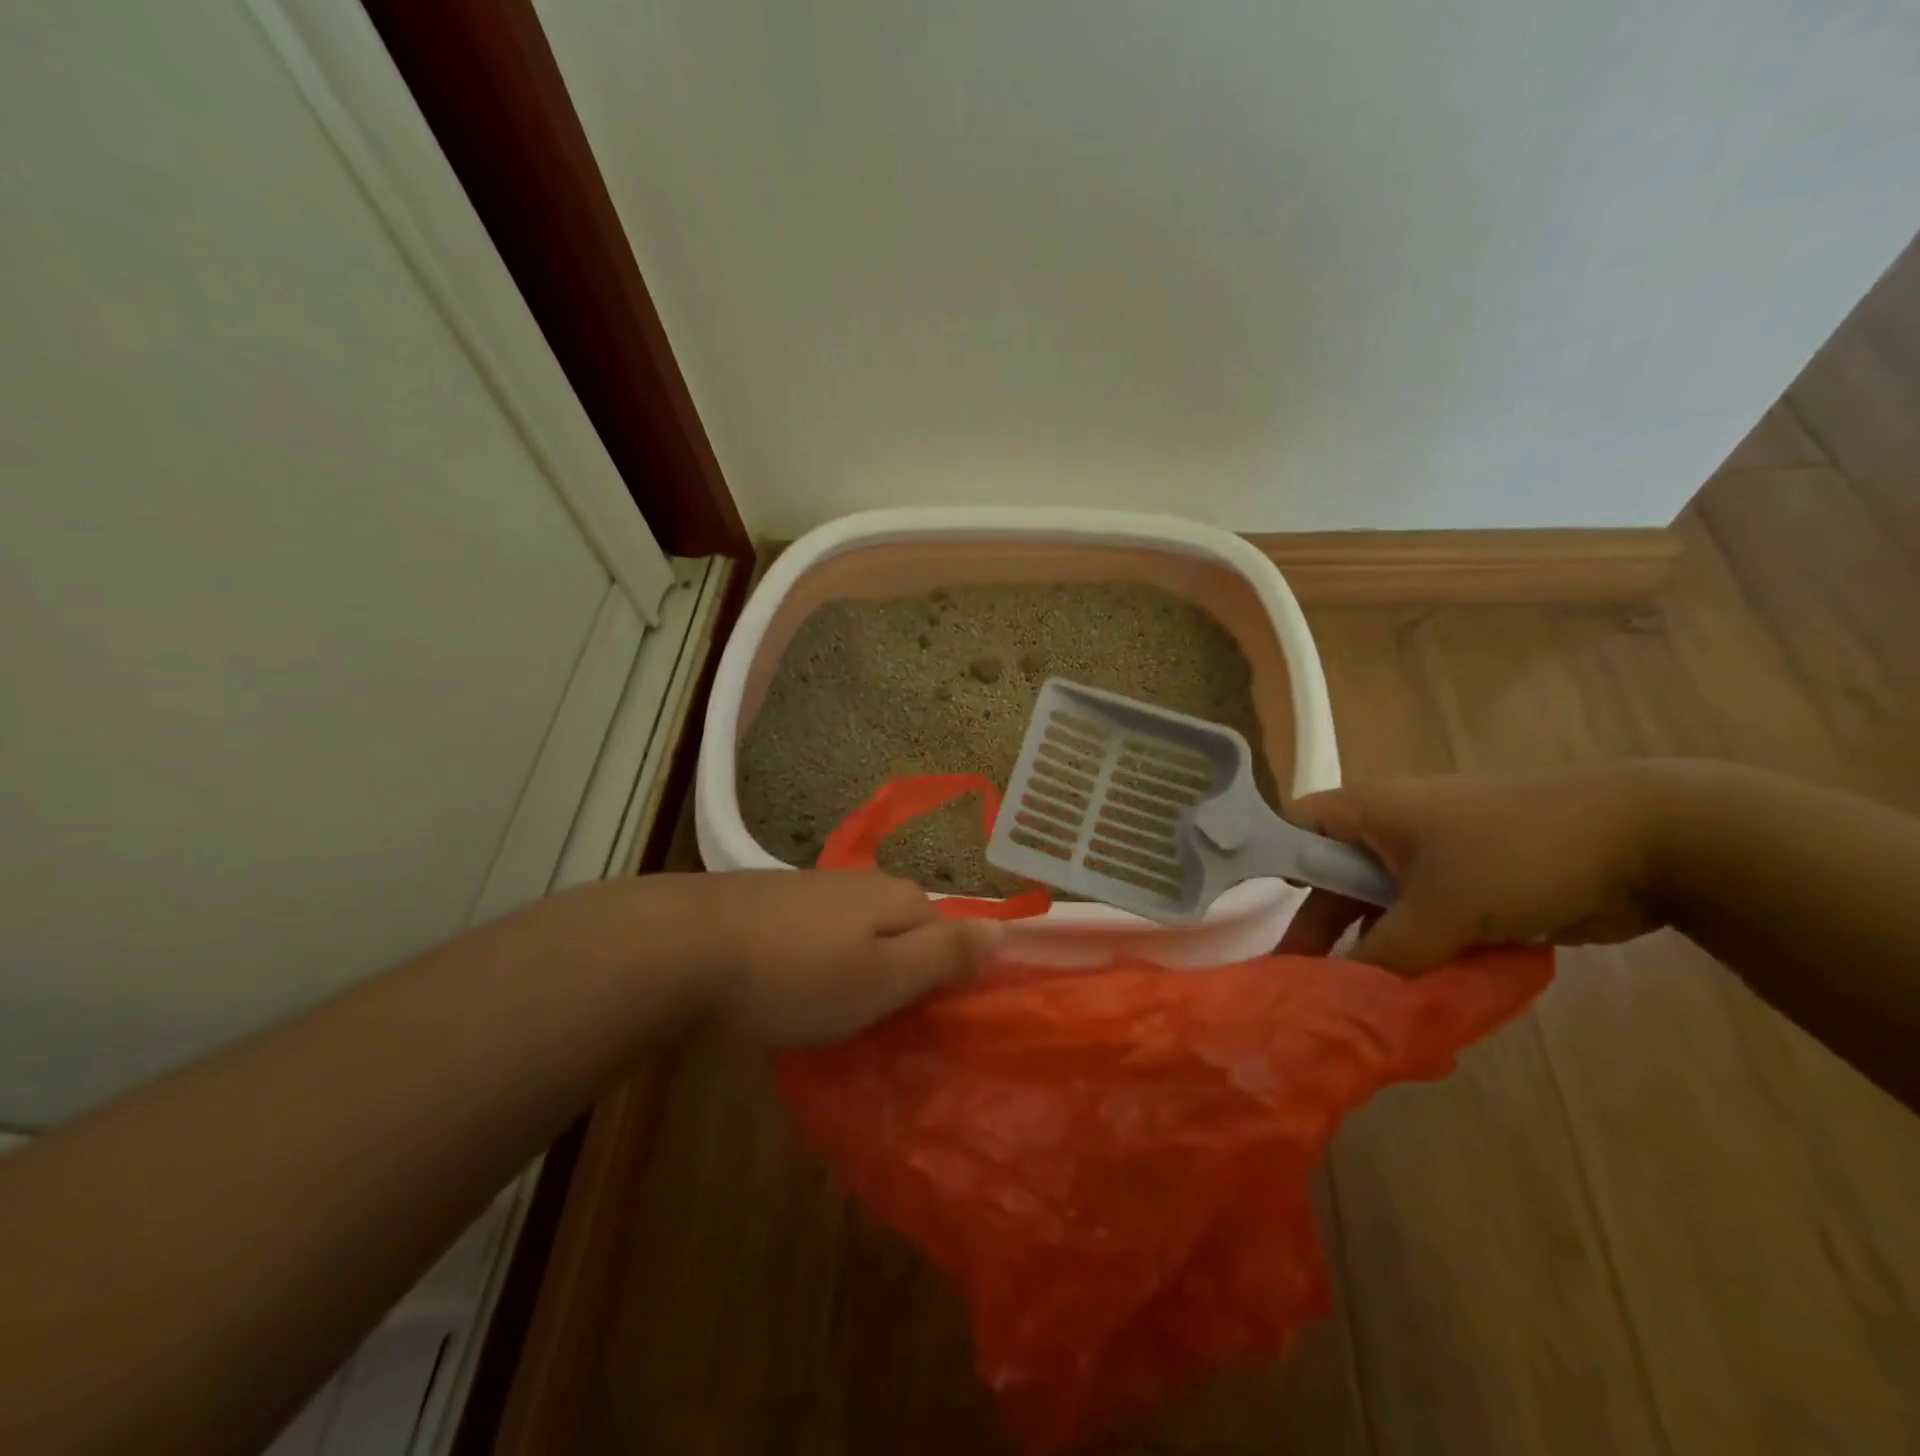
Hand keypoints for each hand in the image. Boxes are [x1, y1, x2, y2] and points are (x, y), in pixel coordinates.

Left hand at [672, 871, 999, 1044]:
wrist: (684, 947)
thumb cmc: (795, 975)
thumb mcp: (883, 977)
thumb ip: (944, 954)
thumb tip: (1004, 928)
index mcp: (896, 898)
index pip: (947, 932)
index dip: (943, 977)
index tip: (920, 1021)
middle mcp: (860, 882)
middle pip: (900, 930)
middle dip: (897, 974)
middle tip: (873, 1024)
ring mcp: (811, 888)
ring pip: (855, 933)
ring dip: (853, 970)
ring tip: (828, 1014)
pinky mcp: (770, 901)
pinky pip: (814, 935)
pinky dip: (813, 963)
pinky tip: (787, 987)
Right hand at [1276, 765, 1662, 971]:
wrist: (1643, 843)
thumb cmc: (1516, 853)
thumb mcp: (1441, 908)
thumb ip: (1387, 954)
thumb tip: (1343, 999)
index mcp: (1364, 813)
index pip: (1291, 832)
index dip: (1268, 870)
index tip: (1256, 923)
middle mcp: (1387, 832)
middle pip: (1332, 880)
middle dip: (1321, 931)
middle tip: (1300, 985)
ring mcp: (1430, 861)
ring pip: (1379, 909)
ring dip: (1373, 951)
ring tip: (1353, 1002)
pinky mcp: (1468, 889)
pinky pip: (1423, 924)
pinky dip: (1416, 956)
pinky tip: (1409, 996)